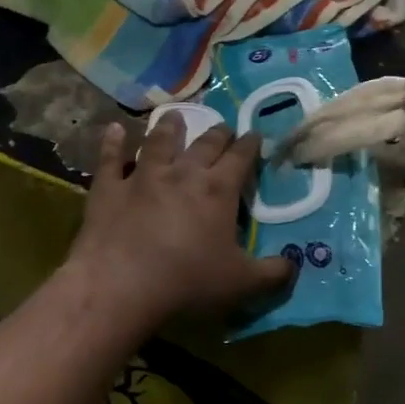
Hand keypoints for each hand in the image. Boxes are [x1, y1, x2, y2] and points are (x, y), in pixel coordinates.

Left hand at [66, 115, 294, 329]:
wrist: (120, 286)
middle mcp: (183, 173)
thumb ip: (272, 274)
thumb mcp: (241, 284)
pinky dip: (113, 142)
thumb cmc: (187, 282)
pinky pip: (111, 158)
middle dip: (218, 133)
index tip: (255, 135)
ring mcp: (143, 176)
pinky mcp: (109, 188)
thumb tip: (294, 265)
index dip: (250, 144)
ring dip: (169, 127)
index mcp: (218, 190)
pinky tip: (115, 129)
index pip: (240, 157)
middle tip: (224, 127)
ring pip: (159, 142)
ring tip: (175, 116)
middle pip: (205, 144)